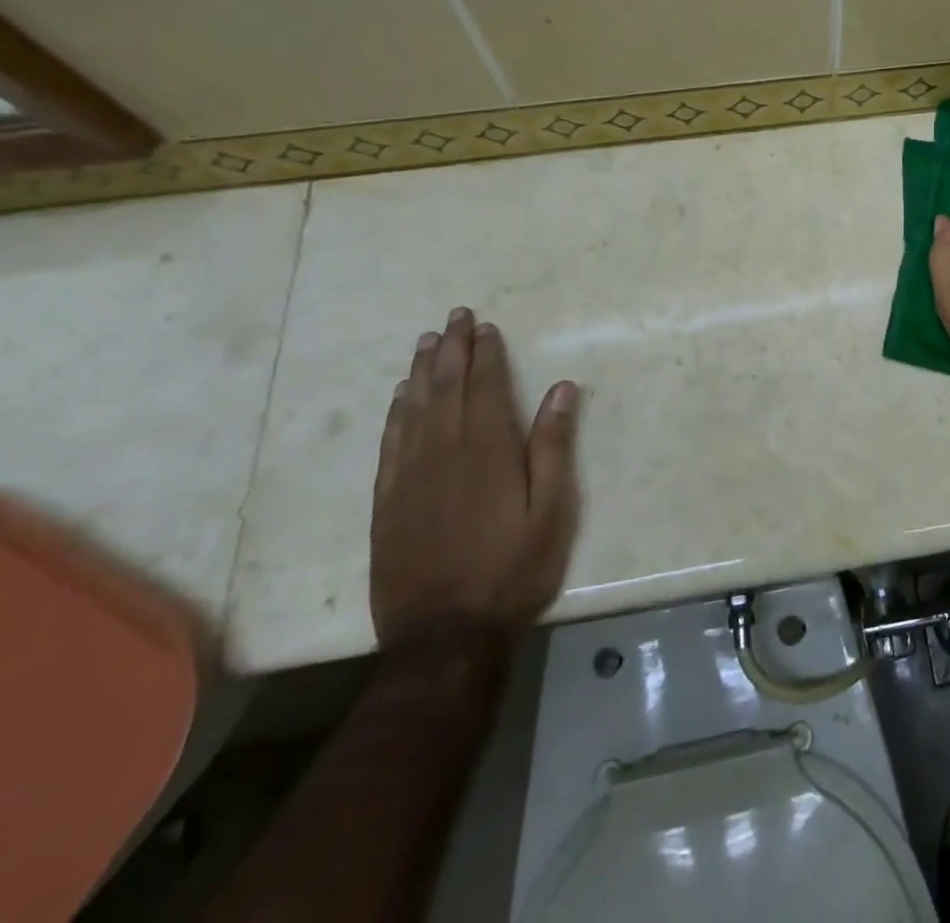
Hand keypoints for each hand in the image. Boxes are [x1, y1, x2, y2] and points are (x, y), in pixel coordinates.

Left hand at [370, 307, 580, 648]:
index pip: (486, 387)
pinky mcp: (387, 500)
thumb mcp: (551, 510)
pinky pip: (391, 442)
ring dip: (422, 371)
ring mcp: (410, 475)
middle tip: (454, 316)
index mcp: (488, 449)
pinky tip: (400, 397)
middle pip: (446, 387)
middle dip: (451, 349)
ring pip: (415, 408)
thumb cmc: (511, 568)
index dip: (486, 354)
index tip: (485, 327)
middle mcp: (444, 451)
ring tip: (427, 341)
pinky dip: (396, 412)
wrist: (443, 633)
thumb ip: (554, 446)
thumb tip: (562, 389)